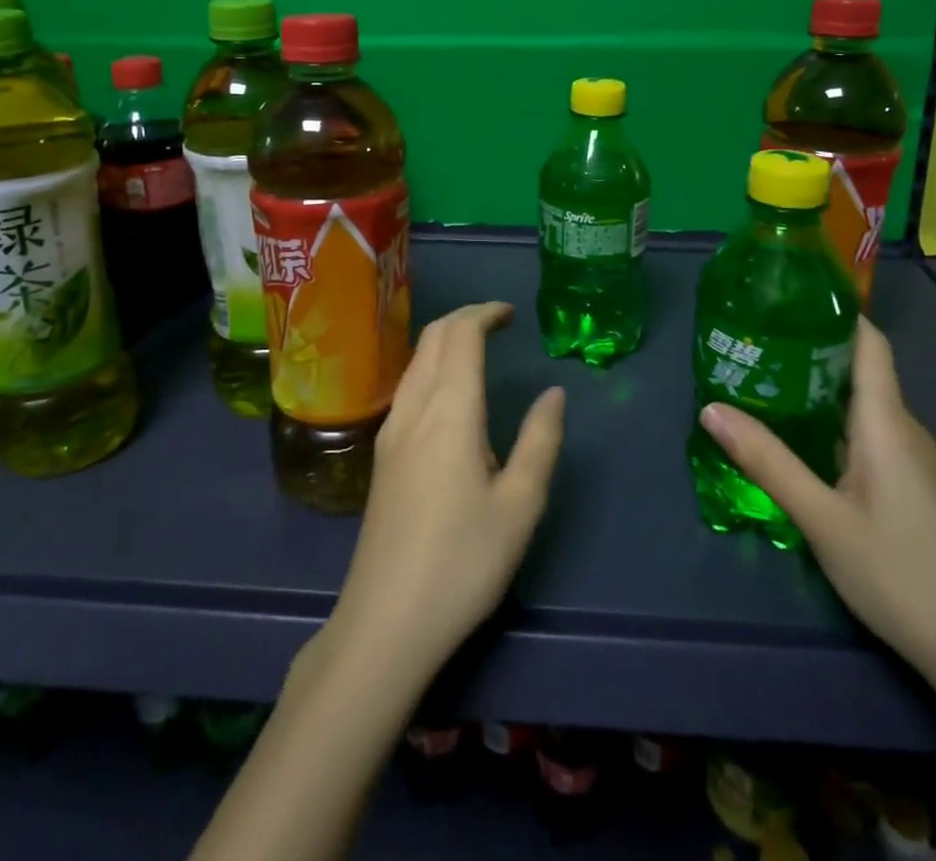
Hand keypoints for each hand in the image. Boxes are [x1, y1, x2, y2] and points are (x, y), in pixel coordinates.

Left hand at [324, 302, 565, 689]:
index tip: (511, 314)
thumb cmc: (463, 562)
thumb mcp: (520, 505)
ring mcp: (391, 432)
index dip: (485, 314)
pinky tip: (449, 395)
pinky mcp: (382, 456)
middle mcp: (413, 408)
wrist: (386, 622)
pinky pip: (407, 387)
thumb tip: (553, 393)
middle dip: (464, 318)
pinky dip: (431, 367)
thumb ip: (540, 441)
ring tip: (477, 349)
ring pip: (415, 361)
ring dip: (445, 341)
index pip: (460, 335)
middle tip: (498, 323)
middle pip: (432, 338)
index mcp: (449, 410)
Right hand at [697, 318, 935, 709]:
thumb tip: (710, 407)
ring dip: (815, 389)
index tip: (787, 294)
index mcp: (887, 422)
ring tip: (762, 382)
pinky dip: (830, 424)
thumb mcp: (823, 518)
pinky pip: (866, 437)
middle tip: (751, 340)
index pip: (869, 343)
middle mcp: (903, 431)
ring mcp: (911, 464)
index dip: (834, 311)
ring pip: (860, 407)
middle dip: (808, 349)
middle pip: (858, 370)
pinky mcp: (911, 491)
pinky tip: (798, 441)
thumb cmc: (903, 574)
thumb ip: (767, 461)